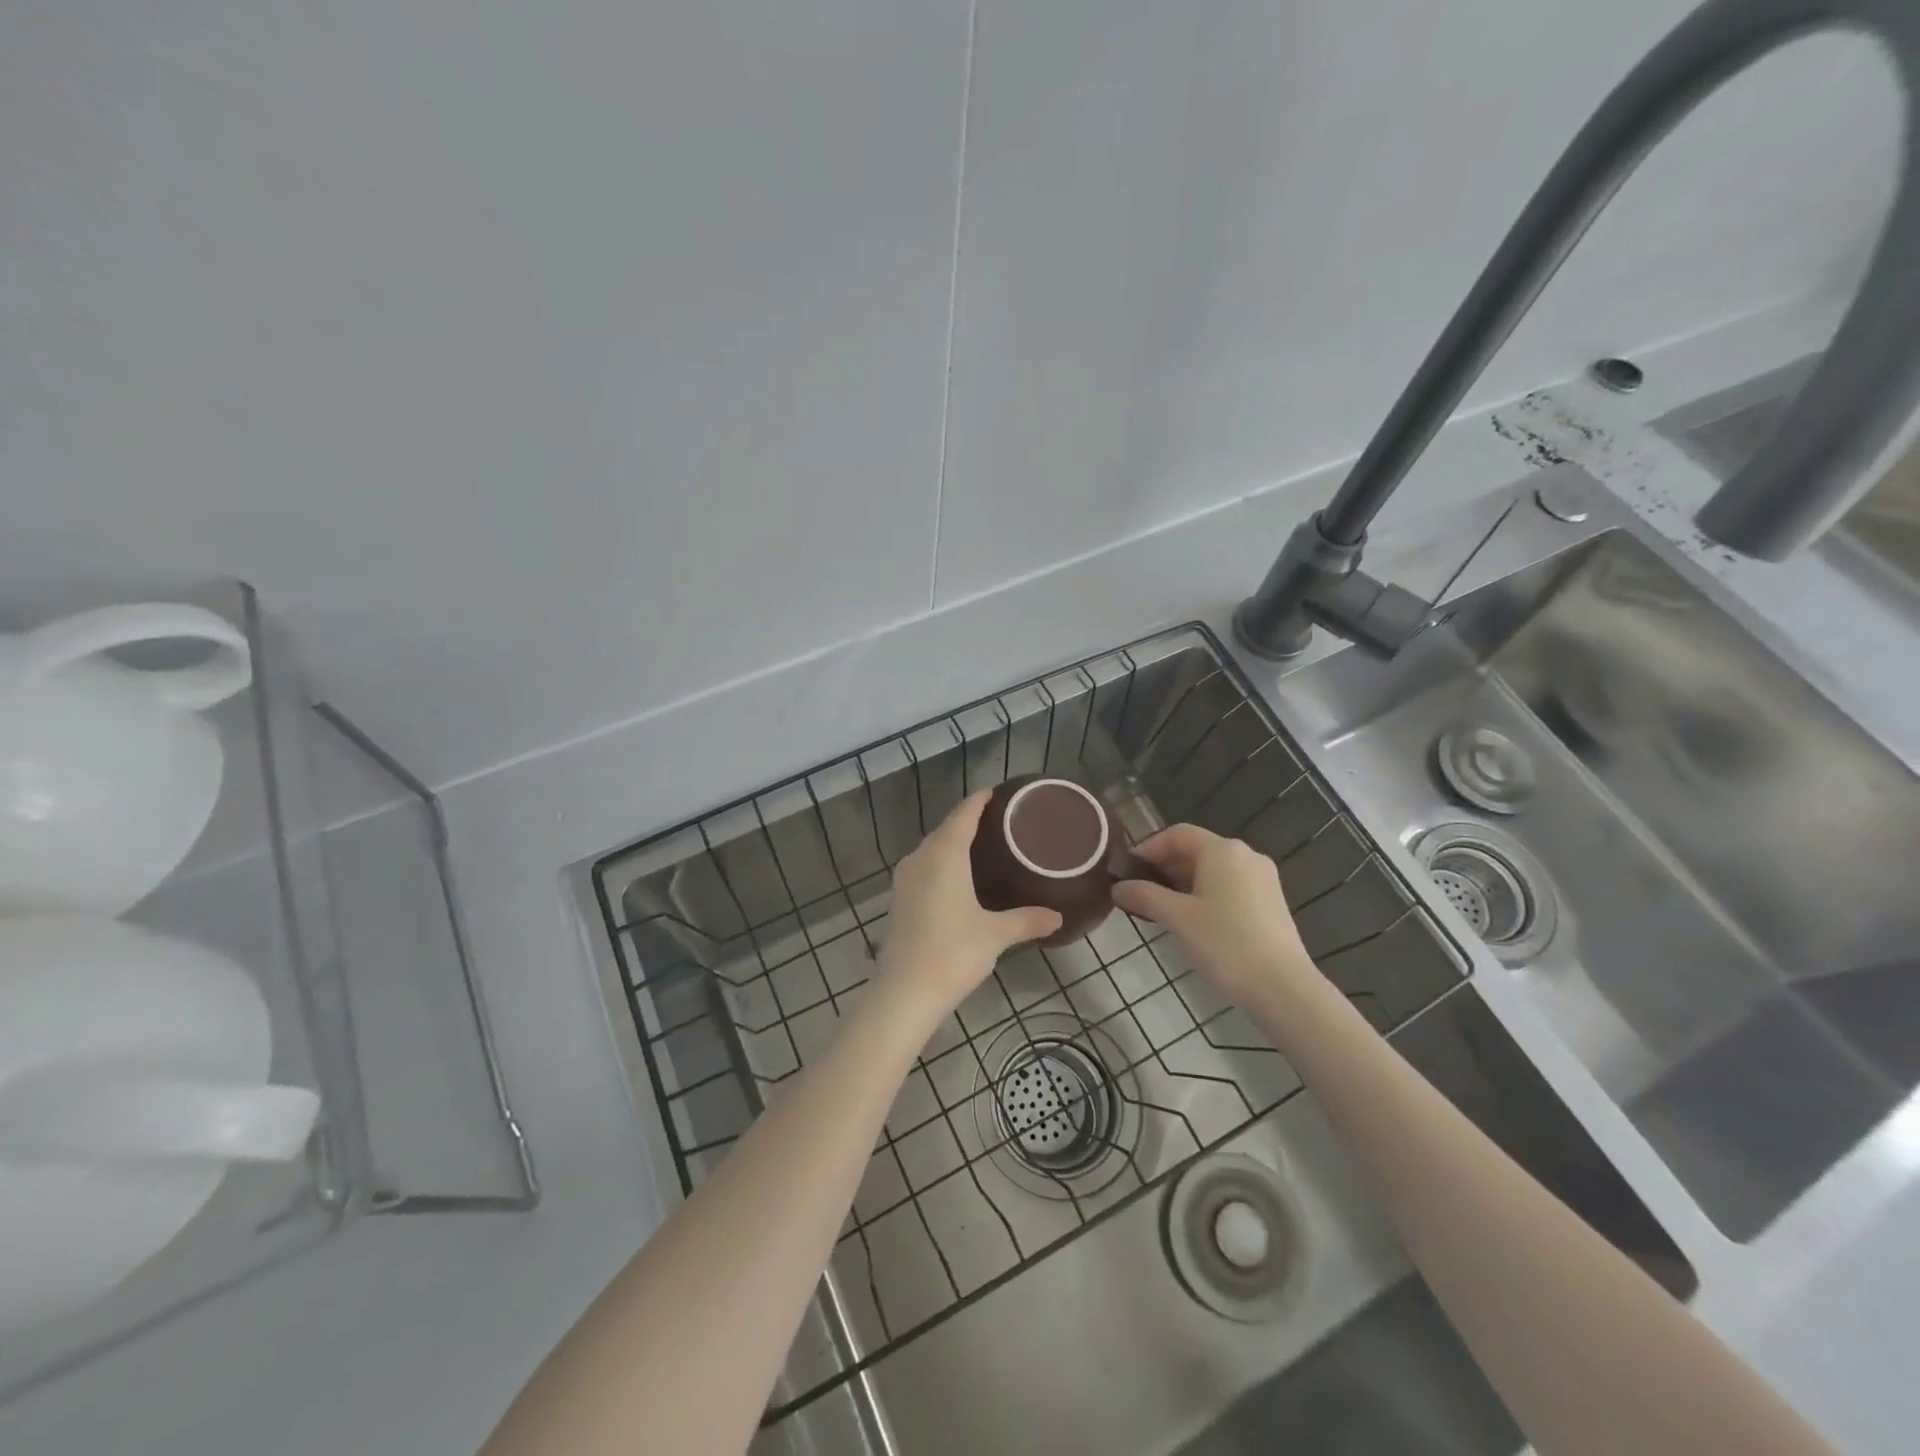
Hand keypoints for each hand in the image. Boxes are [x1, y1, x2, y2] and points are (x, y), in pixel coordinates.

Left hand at [876, 791, 1062, 1024]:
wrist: (904, 992)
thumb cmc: (953, 952)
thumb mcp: (995, 934)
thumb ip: (1026, 920)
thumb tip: (1057, 916)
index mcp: (944, 854)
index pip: (964, 814)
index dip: (980, 801)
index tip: (998, 793)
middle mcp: (921, 858)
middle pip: (947, 828)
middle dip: (970, 820)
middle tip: (1001, 822)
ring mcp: (906, 879)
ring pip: (933, 848)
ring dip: (954, 842)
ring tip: (984, 846)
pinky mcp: (900, 899)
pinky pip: (925, 867)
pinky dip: (943, 863)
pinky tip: (960, 878)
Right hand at [1112, 824, 1318, 1010]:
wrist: (1283, 987)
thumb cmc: (1225, 944)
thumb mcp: (1177, 918)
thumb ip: (1144, 896)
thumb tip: (1118, 888)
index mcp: (1223, 850)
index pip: (1177, 834)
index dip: (1148, 848)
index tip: (1127, 870)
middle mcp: (1245, 855)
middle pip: (1196, 850)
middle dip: (1164, 867)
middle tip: (1139, 891)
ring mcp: (1262, 878)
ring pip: (1213, 869)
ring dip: (1183, 882)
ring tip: (1160, 907)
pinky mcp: (1270, 901)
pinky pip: (1229, 885)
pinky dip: (1205, 893)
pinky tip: (1192, 919)